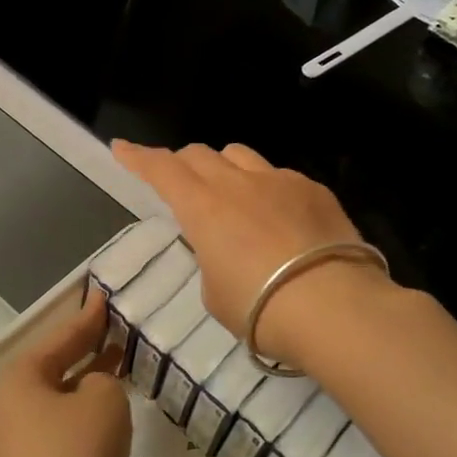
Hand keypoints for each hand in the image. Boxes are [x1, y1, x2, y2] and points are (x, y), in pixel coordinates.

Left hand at [0, 291, 131, 456]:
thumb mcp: (102, 403)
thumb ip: (104, 381)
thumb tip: (93, 391)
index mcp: (22, 379)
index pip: (62, 337)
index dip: (88, 317)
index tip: (103, 295)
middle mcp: (12, 407)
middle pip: (56, 368)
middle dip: (87, 350)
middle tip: (117, 332)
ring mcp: (18, 445)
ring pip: (61, 403)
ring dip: (89, 387)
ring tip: (120, 371)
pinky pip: (63, 434)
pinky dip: (86, 421)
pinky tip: (110, 424)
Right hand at [111, 140, 393, 365]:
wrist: (334, 307)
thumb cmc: (260, 309)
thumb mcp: (215, 293)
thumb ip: (211, 260)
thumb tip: (225, 250)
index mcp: (202, 207)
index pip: (161, 169)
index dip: (138, 157)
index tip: (122, 147)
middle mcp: (237, 182)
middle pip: (199, 154)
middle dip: (182, 163)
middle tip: (180, 182)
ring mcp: (279, 180)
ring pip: (240, 155)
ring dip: (224, 167)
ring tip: (231, 194)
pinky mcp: (314, 189)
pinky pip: (280, 176)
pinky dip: (267, 188)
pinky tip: (281, 217)